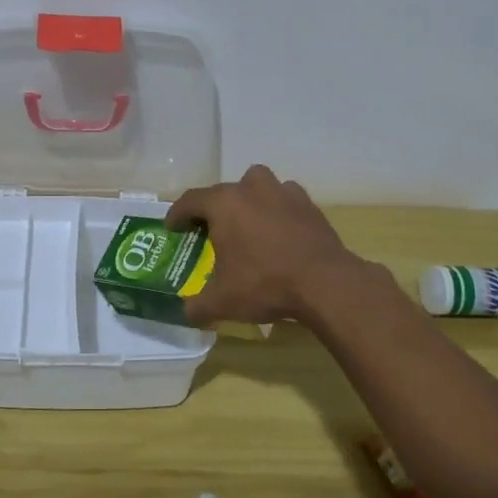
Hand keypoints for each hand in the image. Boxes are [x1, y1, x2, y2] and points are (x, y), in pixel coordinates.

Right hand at [165, 165, 373, 327]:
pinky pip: (286, 198)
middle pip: (224, 191)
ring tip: (249, 223)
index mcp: (223, 204)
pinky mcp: (309, 204)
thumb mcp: (223, 301)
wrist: (325, 282)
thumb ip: (198, 306)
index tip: (172, 227)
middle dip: (214, 208)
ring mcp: (283, 192)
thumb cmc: (265, 283)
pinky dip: (279, 209)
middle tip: (212, 230)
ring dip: (249, 199)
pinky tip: (280, 231)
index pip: (190, 200)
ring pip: (257, 184)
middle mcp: (251, 189)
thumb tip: (187, 313)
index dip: (177, 214)